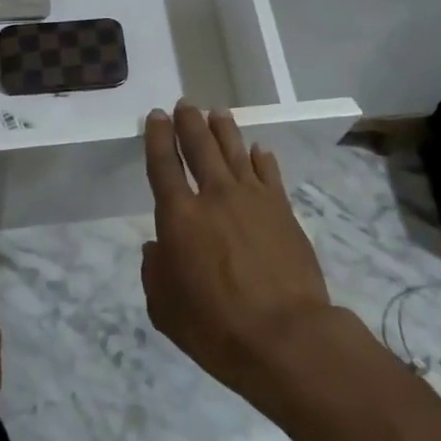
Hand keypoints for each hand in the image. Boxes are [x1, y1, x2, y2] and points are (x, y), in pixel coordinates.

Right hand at [140, 103, 335, 399]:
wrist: (286, 336)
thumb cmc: (216, 328)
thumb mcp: (165, 309)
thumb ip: (155, 272)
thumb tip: (156, 248)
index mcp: (180, 217)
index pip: (163, 165)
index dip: (158, 137)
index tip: (156, 116)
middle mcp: (214, 196)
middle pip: (200, 147)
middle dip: (189, 122)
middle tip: (185, 104)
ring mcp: (253, 199)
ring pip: (235, 151)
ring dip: (224, 129)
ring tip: (217, 112)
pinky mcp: (283, 210)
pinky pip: (269, 174)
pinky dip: (261, 158)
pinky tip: (258, 149)